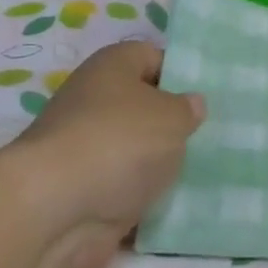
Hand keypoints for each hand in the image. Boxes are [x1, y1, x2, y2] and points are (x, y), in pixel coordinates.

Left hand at [10, 40, 205, 267]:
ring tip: (205, 176)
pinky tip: (178, 210)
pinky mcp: (84, 193)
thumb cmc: (119, 142)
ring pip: (135, 153)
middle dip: (174, 126)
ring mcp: (86, 150)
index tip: (209, 98)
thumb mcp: (171, 117)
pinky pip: (125, 191)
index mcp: (112, 67)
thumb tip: (191, 104)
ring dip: (161, 167)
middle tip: (213, 139)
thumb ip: (187, 109)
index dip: (181, 74)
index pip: (152, 57)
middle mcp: (94, 102)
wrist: (55, 210)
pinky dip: (145, 202)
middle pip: (143, 107)